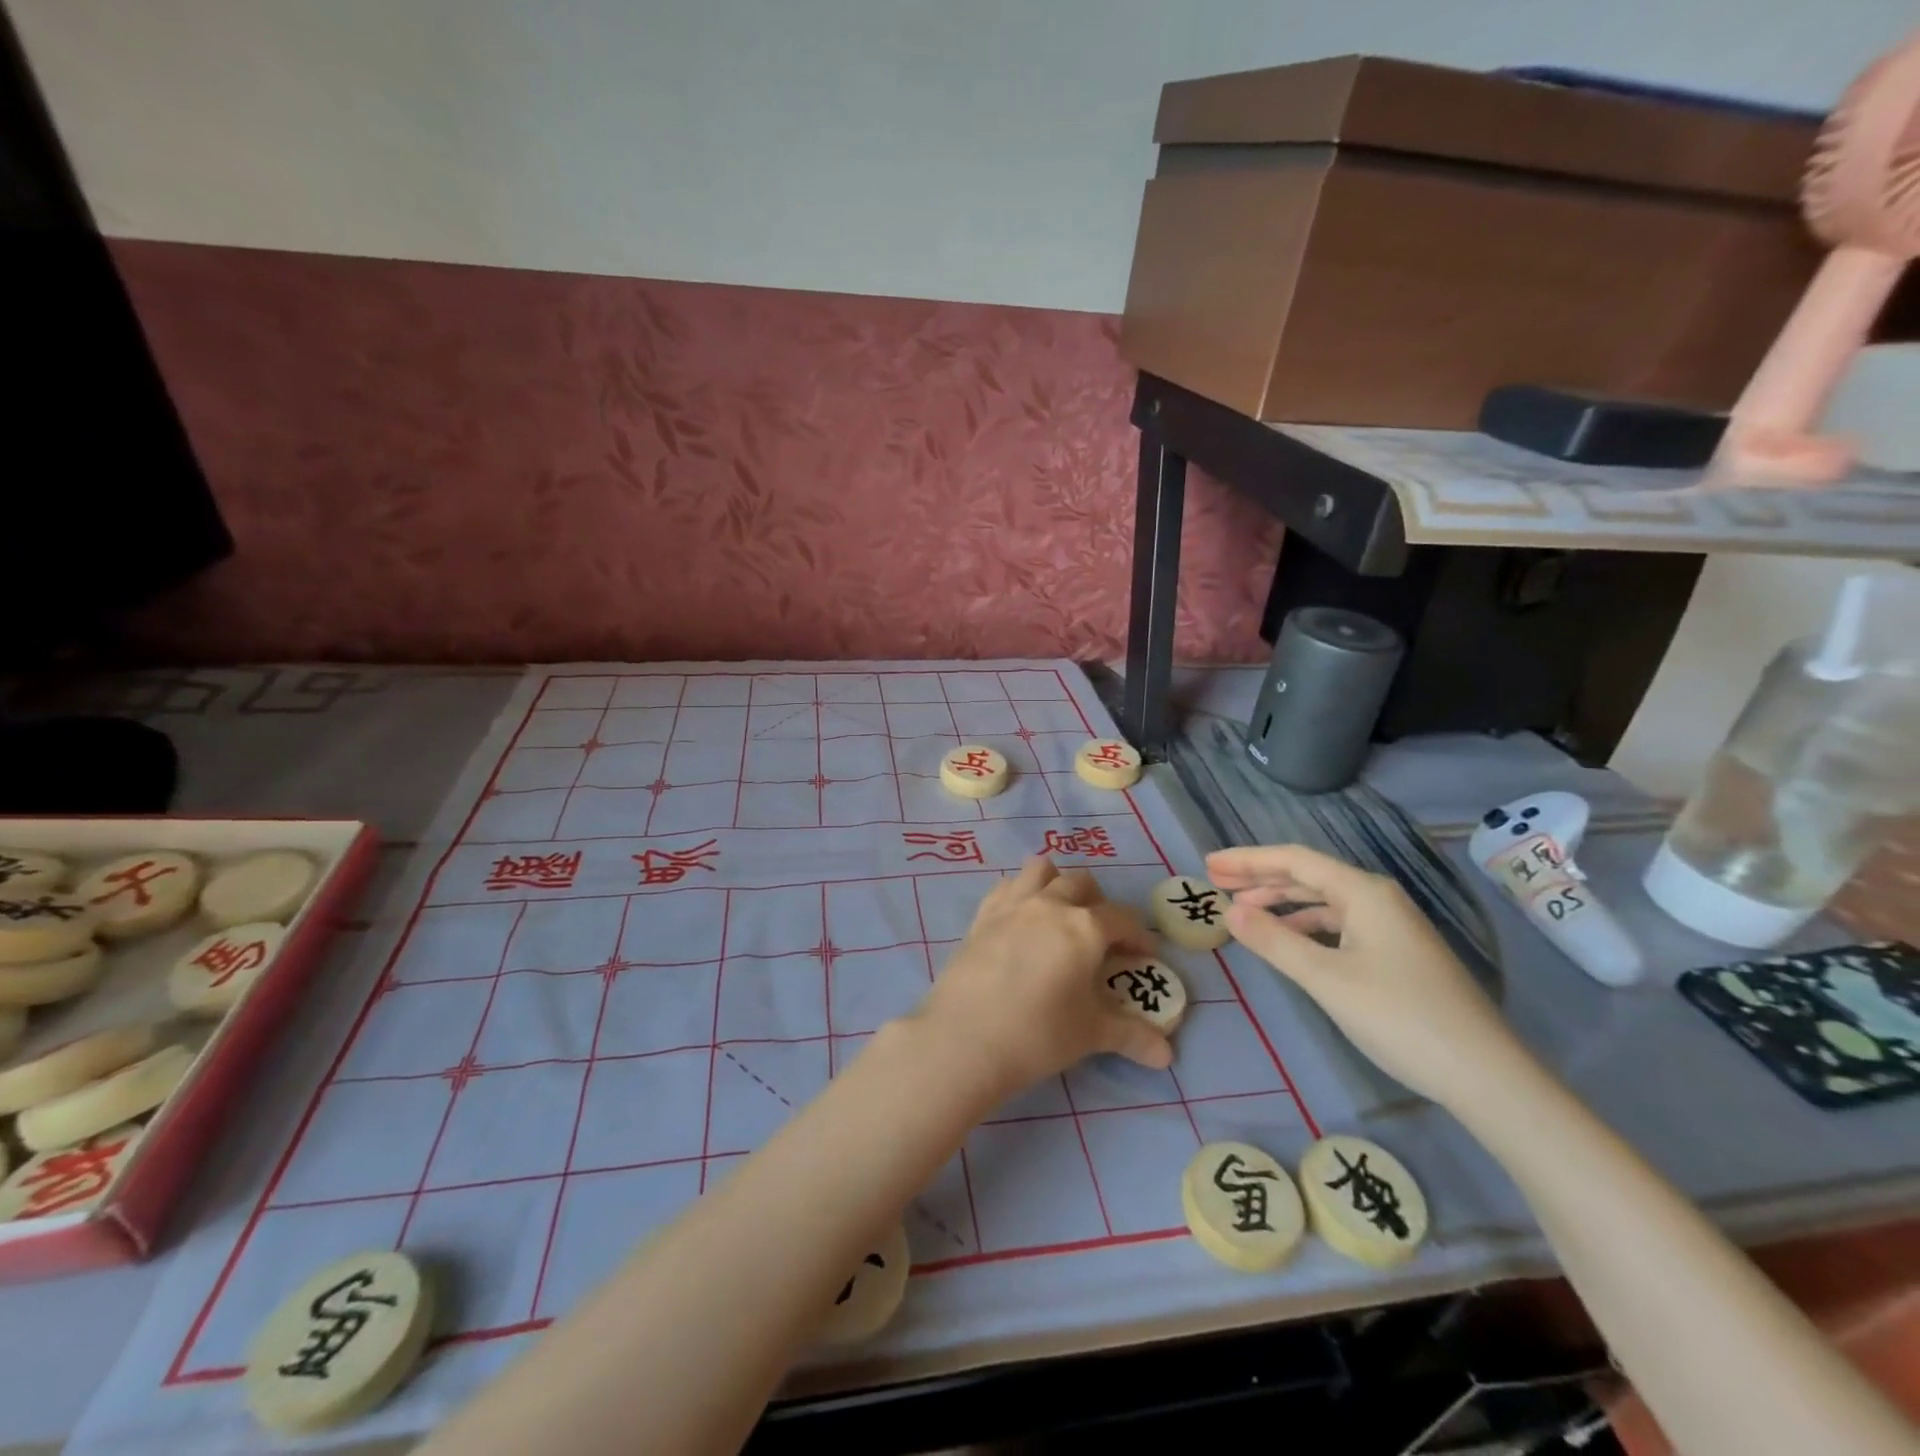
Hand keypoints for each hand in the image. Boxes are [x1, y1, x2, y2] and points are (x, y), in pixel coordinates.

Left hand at [915, 857, 1169, 1100]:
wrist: (964, 1038)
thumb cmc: (1038, 1034)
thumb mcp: (1090, 1035)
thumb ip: (1131, 1036)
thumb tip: (1165, 1054)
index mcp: (1084, 927)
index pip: (1122, 919)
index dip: (1138, 935)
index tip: (1145, 955)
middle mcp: (1050, 904)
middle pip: (1081, 883)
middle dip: (1098, 903)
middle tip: (1101, 936)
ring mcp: (1012, 905)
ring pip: (1041, 870)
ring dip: (1056, 883)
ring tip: (1060, 915)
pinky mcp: (981, 916)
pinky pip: (1006, 886)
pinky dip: (1020, 892)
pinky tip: (1021, 920)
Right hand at [1207, 844, 1525, 1107]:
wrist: (1485, 1075)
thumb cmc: (1399, 1017)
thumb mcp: (1326, 979)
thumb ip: (1274, 941)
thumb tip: (1229, 912)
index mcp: (1363, 892)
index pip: (1294, 860)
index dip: (1248, 860)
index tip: (1209, 864)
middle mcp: (1378, 899)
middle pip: (1308, 876)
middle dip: (1259, 877)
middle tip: (1215, 882)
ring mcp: (1391, 926)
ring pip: (1323, 901)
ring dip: (1280, 902)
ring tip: (1241, 911)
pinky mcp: (1396, 953)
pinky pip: (1338, 924)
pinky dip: (1305, 926)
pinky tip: (1288, 940)